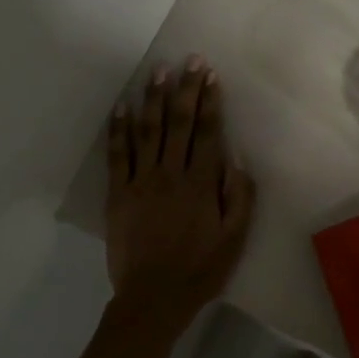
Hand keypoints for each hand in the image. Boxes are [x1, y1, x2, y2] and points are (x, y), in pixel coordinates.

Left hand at [94, 57, 255, 357]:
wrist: (153, 297)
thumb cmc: (200, 269)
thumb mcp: (235, 239)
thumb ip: (240, 197)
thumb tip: (237, 160)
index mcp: (201, 184)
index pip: (208, 132)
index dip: (210, 101)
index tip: (210, 75)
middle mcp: (171, 174)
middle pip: (179, 123)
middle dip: (185, 89)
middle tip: (189, 60)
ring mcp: (141, 181)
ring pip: (148, 131)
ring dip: (153, 99)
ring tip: (157, 72)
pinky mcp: (118, 194)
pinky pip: (118, 154)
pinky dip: (119, 129)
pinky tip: (121, 107)